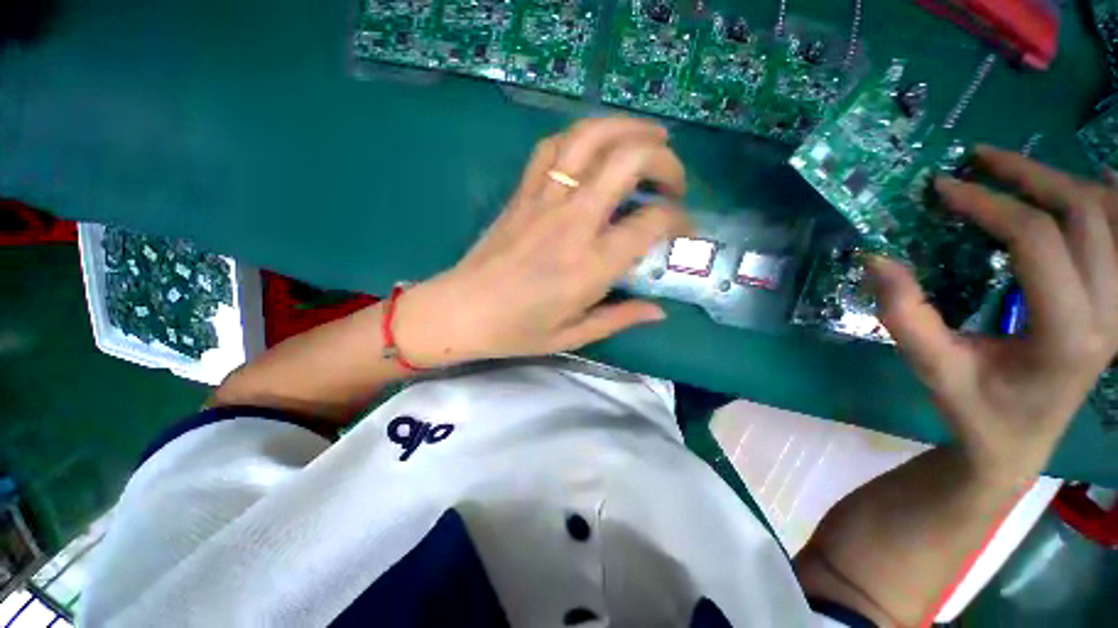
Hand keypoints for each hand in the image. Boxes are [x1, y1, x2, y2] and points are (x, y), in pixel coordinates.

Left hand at [394, 117, 690, 367]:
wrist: (460, 311)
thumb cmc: (517, 330)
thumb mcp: (574, 334)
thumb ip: (620, 318)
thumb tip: (659, 311)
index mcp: (592, 265)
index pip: (651, 223)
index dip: (678, 220)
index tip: (682, 229)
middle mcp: (573, 222)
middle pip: (629, 160)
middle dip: (664, 159)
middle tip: (674, 179)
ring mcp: (544, 200)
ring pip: (590, 138)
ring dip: (627, 128)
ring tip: (649, 136)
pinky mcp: (522, 193)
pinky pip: (553, 148)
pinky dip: (580, 137)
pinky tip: (594, 147)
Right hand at [869, 146, 1117, 484]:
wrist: (1019, 442)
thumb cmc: (975, 410)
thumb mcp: (932, 368)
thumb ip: (904, 315)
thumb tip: (876, 257)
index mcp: (1067, 334)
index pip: (1038, 241)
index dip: (989, 205)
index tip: (943, 188)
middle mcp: (1109, 314)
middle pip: (1084, 214)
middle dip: (1029, 176)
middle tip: (978, 160)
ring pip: (1111, 217)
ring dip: (1064, 181)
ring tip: (1016, 169)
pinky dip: (1111, 202)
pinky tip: (1090, 183)